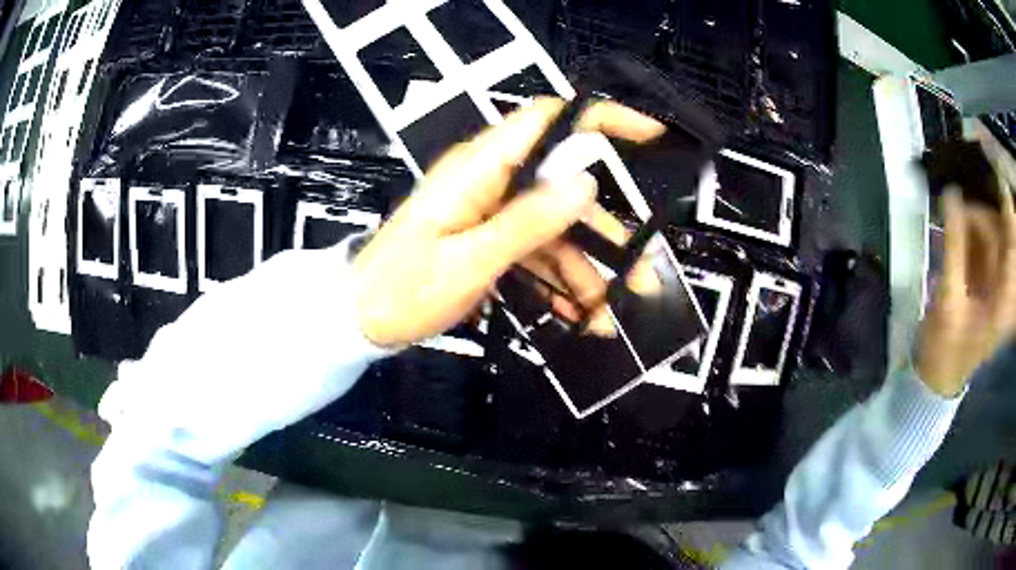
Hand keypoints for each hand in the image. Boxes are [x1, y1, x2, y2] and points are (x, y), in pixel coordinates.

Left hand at [354, 98, 665, 346]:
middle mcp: (490, 181)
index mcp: (480, 169)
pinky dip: (559, 281)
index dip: (600, 119)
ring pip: (557, 229)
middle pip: (565, 188)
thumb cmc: (402, 290)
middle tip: (643, 274)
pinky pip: (537, 252)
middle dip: (607, 232)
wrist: (362, 319)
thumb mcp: (469, 262)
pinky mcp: (490, 238)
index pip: (549, 121)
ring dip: (588, 270)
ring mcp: (491, 211)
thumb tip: (583, 181)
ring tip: (609, 316)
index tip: (648, 133)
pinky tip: (579, 315)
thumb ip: (527, 221)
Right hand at [916, 126, 1015, 395]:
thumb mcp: (949, 302)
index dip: (1005, 200)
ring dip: (972, 215)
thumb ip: (954, 246)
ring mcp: (997, 282)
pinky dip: (969, 226)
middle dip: (980, 208)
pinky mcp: (987, 279)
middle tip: (955, 190)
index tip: (992, 163)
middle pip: (1000, 231)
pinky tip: (954, 217)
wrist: (939, 378)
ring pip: (991, 233)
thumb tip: (951, 194)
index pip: (1012, 238)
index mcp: (1004, 299)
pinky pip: (982, 242)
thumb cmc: (945, 351)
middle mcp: (1005, 286)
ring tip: (951, 201)